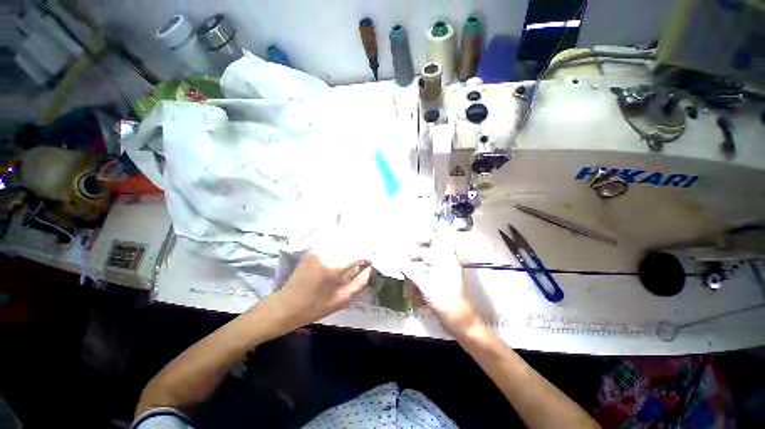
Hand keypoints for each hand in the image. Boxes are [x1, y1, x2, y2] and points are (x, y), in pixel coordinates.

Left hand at [271, 247, 371, 329]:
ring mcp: (317, 248)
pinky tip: (344, 255)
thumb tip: (369, 268)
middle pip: (351, 245)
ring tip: (356, 258)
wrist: (284, 306)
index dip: (368, 258)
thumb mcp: (341, 300)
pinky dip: (342, 247)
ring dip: (352, 248)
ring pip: (343, 242)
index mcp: (332, 265)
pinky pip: (333, 244)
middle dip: (361, 251)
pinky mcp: (313, 249)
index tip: (371, 264)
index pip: (358, 254)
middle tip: (365, 262)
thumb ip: (359, 282)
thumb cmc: (313, 307)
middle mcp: (325, 251)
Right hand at [401, 231, 483, 336]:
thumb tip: (399, 260)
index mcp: (446, 261)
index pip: (437, 240)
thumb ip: (412, 272)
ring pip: (424, 269)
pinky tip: (414, 294)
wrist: (462, 325)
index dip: (425, 236)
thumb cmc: (448, 303)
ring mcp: (443, 275)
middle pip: (426, 257)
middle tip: (402, 268)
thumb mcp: (427, 286)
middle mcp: (445, 265)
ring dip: (414, 277)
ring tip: (409, 288)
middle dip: (413, 263)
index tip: (409, 239)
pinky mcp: (440, 285)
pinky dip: (419, 285)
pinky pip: (426, 279)